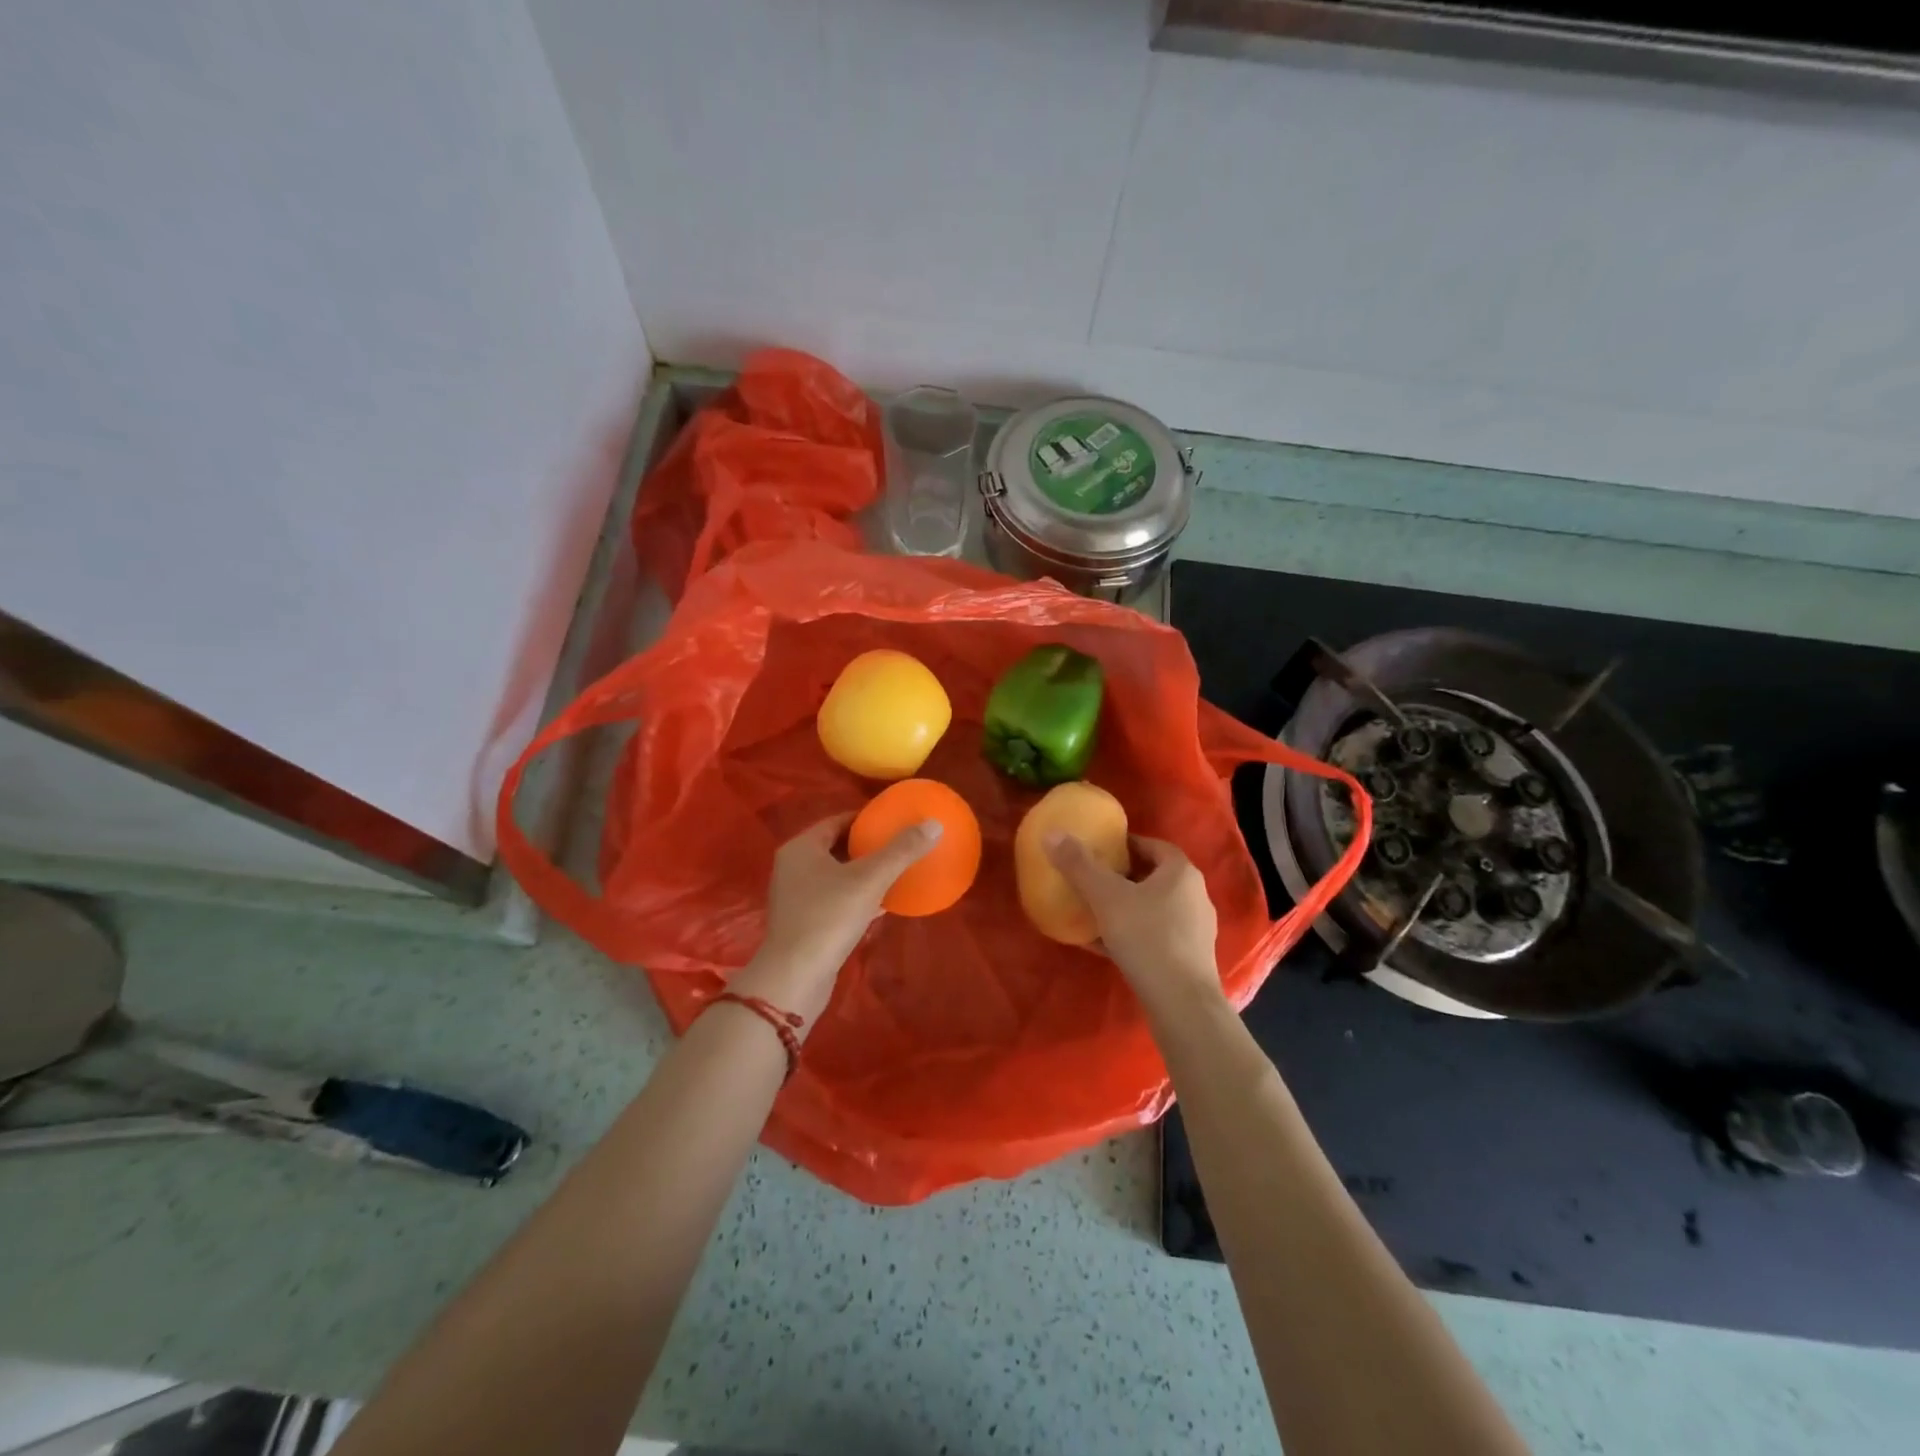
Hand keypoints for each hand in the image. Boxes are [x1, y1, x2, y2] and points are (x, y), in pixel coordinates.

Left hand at [731, 812, 941, 1027]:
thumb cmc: (829, 918)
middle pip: (837, 847)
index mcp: (802, 847)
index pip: (838, 821)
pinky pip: (836, 900)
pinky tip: (885, 903)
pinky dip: (858, 897)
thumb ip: (902, 850)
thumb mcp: (870, 879)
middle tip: (901, 844)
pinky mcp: (804, 923)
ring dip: (865, 873)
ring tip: (898, 871)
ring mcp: (797, 897)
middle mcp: (794, 867)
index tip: (895, 820)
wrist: (795, 978)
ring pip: (837, 875)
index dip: (867, 819)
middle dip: (868, 846)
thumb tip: (935, 823)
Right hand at [1045, 834, 1222, 1013]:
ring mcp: (1194, 930)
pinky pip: (1154, 936)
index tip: (1100, 849)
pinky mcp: (1188, 959)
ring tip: (1094, 911)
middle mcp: (1194, 896)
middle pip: (1153, 877)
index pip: (1153, 846)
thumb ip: (1079, 865)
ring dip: (1126, 907)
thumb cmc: (1147, 938)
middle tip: (1092, 879)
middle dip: (1122, 876)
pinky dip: (1131, 934)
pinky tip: (1103, 945)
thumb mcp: (1106, 897)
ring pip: (1153, 908)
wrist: (1181, 1004)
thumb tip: (1052, 833)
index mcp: (1181, 873)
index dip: (1126, 844)